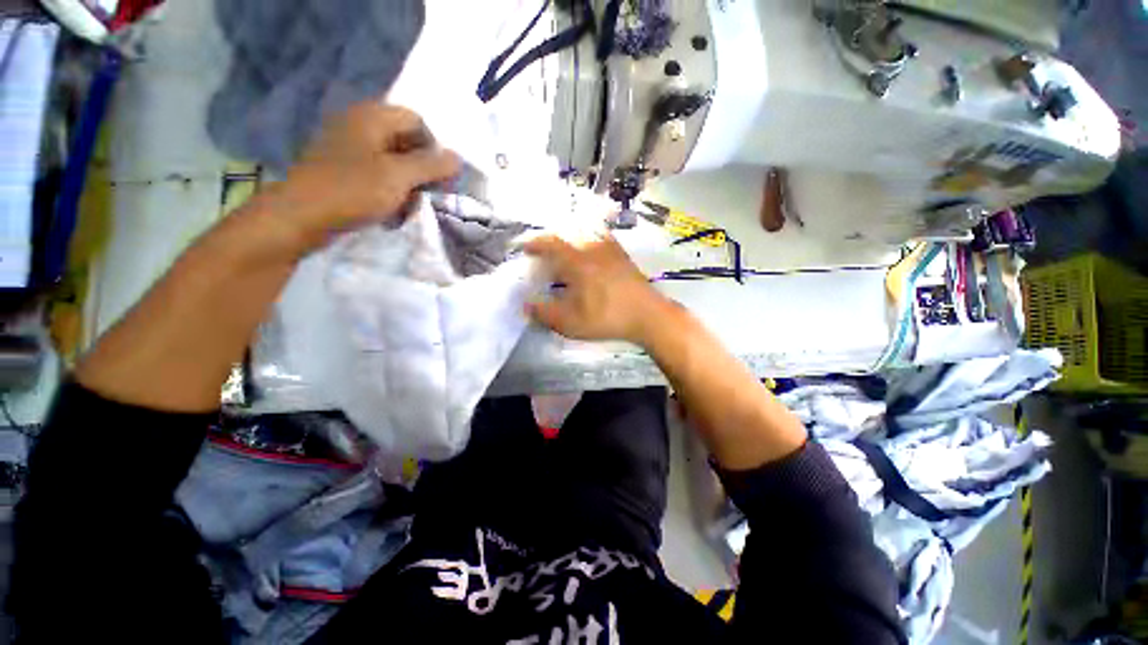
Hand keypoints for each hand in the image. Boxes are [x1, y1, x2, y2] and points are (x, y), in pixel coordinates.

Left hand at [266, 102, 460, 249]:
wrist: (300, 216)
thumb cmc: (353, 190)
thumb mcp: (400, 177)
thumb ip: (432, 166)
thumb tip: (458, 159)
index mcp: (371, 117)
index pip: (416, 121)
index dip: (433, 148)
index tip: (439, 177)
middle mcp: (359, 125)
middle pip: (405, 142)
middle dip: (421, 170)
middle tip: (425, 195)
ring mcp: (347, 147)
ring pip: (392, 162)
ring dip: (406, 185)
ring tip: (406, 207)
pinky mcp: (341, 169)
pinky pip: (376, 174)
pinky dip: (389, 191)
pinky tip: (389, 210)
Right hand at [524, 234, 671, 344]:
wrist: (648, 315)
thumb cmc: (607, 317)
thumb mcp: (571, 322)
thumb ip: (545, 313)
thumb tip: (526, 305)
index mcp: (577, 262)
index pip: (551, 244)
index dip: (536, 243)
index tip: (525, 248)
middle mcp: (593, 249)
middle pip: (568, 237)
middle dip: (553, 242)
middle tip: (545, 254)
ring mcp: (611, 251)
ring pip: (586, 236)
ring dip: (572, 240)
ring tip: (566, 253)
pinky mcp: (624, 257)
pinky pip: (603, 240)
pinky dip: (592, 242)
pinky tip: (593, 252)